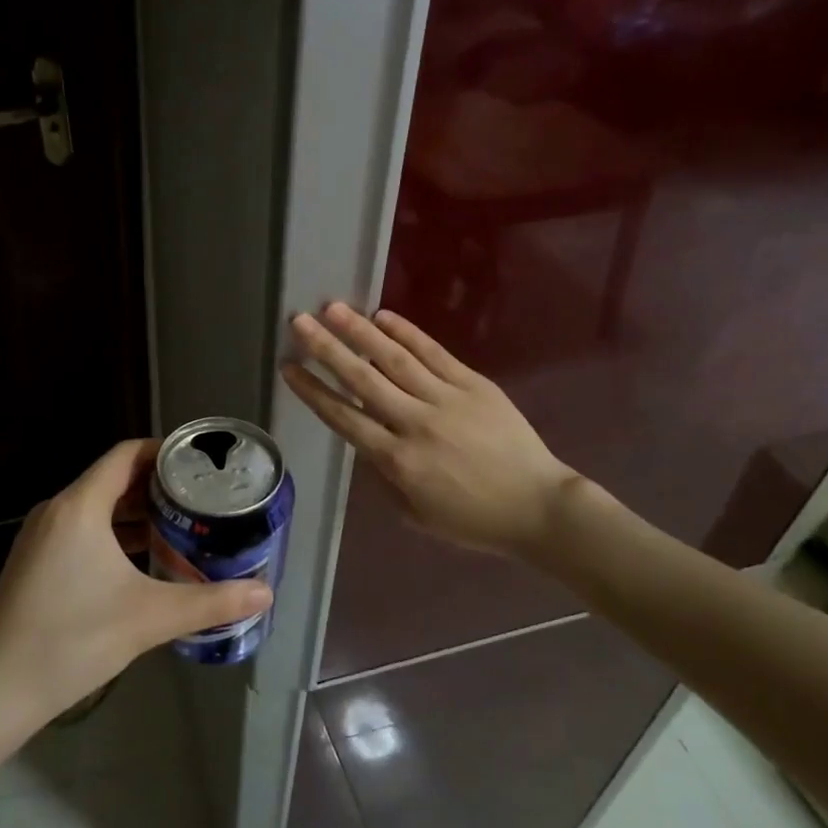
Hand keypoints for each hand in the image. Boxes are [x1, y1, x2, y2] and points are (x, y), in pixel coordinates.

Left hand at [0, 439, 271, 726]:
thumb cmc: (73, 640)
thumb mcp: (149, 618)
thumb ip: (211, 602)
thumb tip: (265, 593)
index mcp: (79, 506)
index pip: (126, 455)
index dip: (165, 451)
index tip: (201, 464)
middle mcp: (57, 510)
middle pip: (113, 479)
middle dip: (158, 486)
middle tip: (202, 500)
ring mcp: (40, 537)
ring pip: (97, 508)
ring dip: (137, 514)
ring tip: (182, 528)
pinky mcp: (34, 562)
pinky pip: (82, 531)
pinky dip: (115, 534)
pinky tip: (143, 561)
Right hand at [281, 304, 581, 560]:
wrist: (538, 506)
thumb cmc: (473, 519)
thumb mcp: (415, 512)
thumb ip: (383, 476)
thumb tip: (364, 440)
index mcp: (397, 461)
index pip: (343, 417)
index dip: (312, 390)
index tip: (288, 367)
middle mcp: (415, 423)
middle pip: (362, 379)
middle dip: (326, 348)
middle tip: (299, 321)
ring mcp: (446, 399)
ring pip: (395, 359)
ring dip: (360, 331)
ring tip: (334, 308)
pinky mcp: (474, 385)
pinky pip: (435, 353)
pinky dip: (408, 333)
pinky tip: (384, 316)